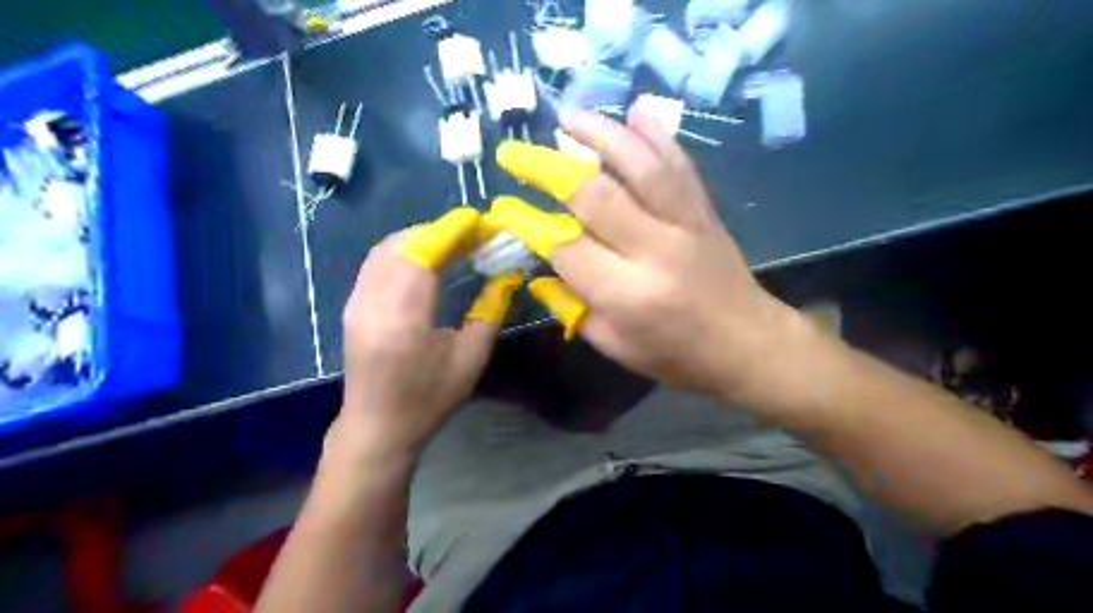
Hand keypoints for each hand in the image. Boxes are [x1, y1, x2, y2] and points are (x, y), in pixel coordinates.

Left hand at [339, 218, 517, 462]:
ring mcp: (356, 301)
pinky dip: (405, 249)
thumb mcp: (471, 358)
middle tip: (475, 233)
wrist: (377, 426)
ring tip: (456, 241)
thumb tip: (507, 274)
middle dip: (441, 230)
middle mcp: (372, 302)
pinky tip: (427, 256)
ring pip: (387, 248)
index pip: (424, 255)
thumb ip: (490, 310)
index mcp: (404, 319)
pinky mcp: (352, 304)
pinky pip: (378, 261)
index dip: (452, 231)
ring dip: (422, 237)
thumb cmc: (429, 399)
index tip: (481, 220)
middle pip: (404, 244)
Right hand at [497, 109, 809, 407]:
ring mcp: (685, 224)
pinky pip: (680, 165)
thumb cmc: (676, 355)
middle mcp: (655, 250)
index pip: (566, 248)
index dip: (529, 224)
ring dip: (601, 134)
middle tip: (516, 154)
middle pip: (596, 196)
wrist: (747, 344)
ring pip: (640, 166)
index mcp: (627, 294)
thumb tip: (541, 268)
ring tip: (568, 117)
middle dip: (548, 169)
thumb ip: (574, 307)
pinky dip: (657, 134)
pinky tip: (636, 110)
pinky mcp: (704, 211)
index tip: (502, 207)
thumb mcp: (615, 346)